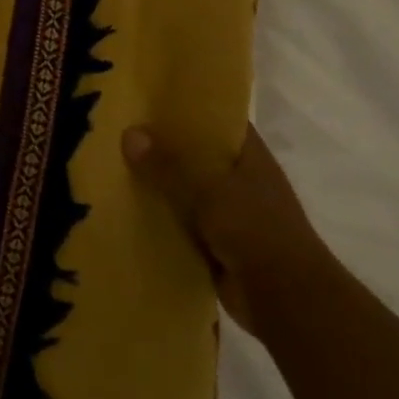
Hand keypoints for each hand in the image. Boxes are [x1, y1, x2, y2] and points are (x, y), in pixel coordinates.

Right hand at [121, 123, 334, 334]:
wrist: (287, 300)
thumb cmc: (257, 232)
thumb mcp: (210, 190)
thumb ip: (169, 164)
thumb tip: (129, 133)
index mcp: (250, 158)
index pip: (219, 121)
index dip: (189, 108)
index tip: (150, 98)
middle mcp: (240, 181)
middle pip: (196, 155)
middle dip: (162, 146)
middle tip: (117, 131)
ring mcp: (228, 214)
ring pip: (184, 189)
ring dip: (157, 184)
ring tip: (112, 167)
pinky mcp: (215, 243)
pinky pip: (179, 222)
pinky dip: (158, 218)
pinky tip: (125, 209)